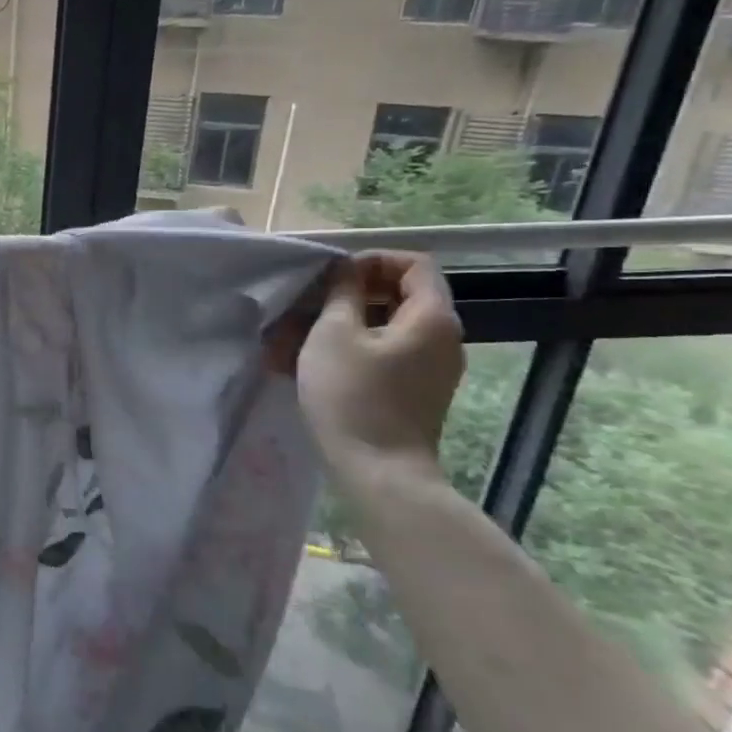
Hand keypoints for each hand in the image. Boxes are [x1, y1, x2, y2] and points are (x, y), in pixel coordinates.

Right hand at [296, 251, 464, 474]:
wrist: (378, 471)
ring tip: (290, 338)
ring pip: (382, 327)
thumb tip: (346, 270)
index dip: (371, 260)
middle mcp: (441, 338)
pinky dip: (347, 350)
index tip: (332, 276)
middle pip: (397, 295)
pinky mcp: (412, 391)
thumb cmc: (353, 395)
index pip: (413, 264)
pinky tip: (303, 363)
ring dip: (338, 325)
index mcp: (431, 317)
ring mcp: (429, 368)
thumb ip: (342, 292)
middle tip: (305, 305)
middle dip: (346, 295)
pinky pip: (381, 354)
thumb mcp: (334, 333)